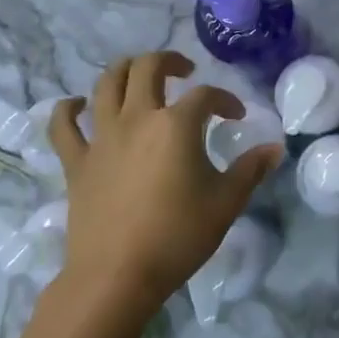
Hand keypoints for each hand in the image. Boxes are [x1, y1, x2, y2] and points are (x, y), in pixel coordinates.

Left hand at [48, 52, 281, 319]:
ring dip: (124, 70)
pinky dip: (68, 109)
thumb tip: (275, 149)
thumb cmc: (178, 236)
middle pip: (148, 68)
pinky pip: (63, 126)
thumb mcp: (226, 202)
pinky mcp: (76, 162)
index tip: (236, 116)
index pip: (205, 96)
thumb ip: (250, 170)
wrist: (117, 276)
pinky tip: (77, 105)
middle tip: (185, 71)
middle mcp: (137, 118)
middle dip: (169, 61)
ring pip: (106, 84)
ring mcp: (102, 138)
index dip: (225, 100)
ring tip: (139, 75)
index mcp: (177, 125)